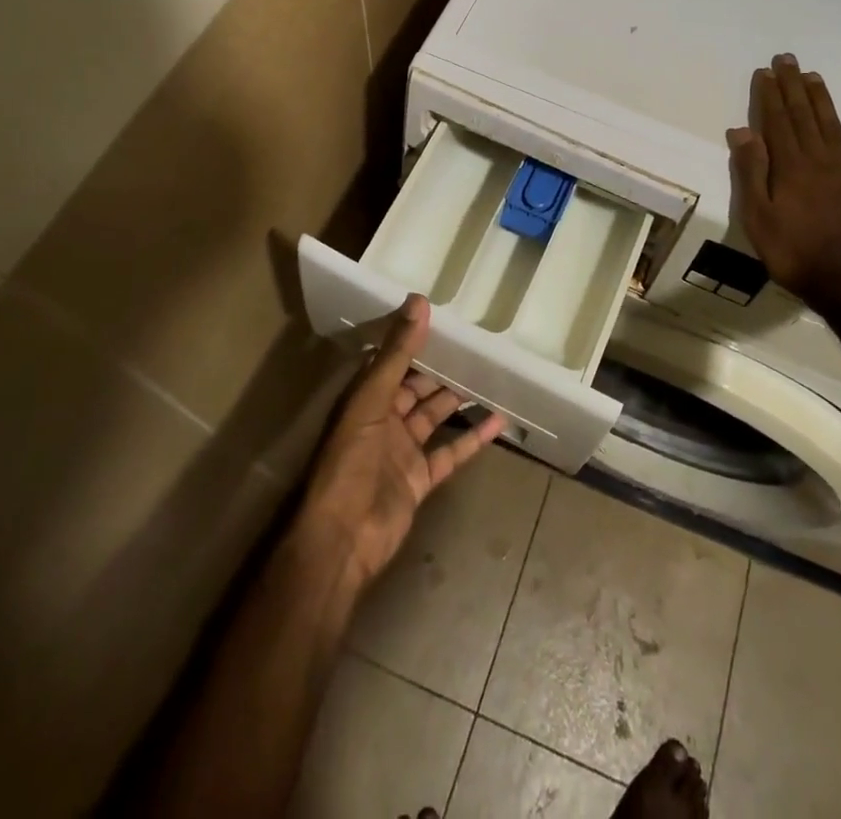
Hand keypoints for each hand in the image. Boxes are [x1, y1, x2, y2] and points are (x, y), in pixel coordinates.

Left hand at [296, 296, 506, 587]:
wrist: (342, 539)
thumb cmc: (349, 461)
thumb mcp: (370, 400)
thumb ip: (397, 354)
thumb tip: (419, 302)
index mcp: (366, 398)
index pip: (394, 359)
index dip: (416, 338)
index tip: (445, 316)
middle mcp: (384, 419)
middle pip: (418, 386)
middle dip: (443, 367)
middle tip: (477, 343)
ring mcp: (403, 450)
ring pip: (436, 416)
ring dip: (460, 398)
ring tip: (492, 373)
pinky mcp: (420, 478)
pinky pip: (451, 452)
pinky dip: (473, 438)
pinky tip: (498, 420)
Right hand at [726, 54, 840, 309]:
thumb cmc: (796, 255)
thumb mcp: (758, 218)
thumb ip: (751, 173)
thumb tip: (742, 130)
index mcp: (790, 167)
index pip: (776, 122)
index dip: (770, 95)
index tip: (765, 71)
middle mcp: (820, 160)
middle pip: (804, 116)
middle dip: (793, 86)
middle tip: (788, 59)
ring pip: (833, 126)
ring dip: (822, 100)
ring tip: (814, 76)